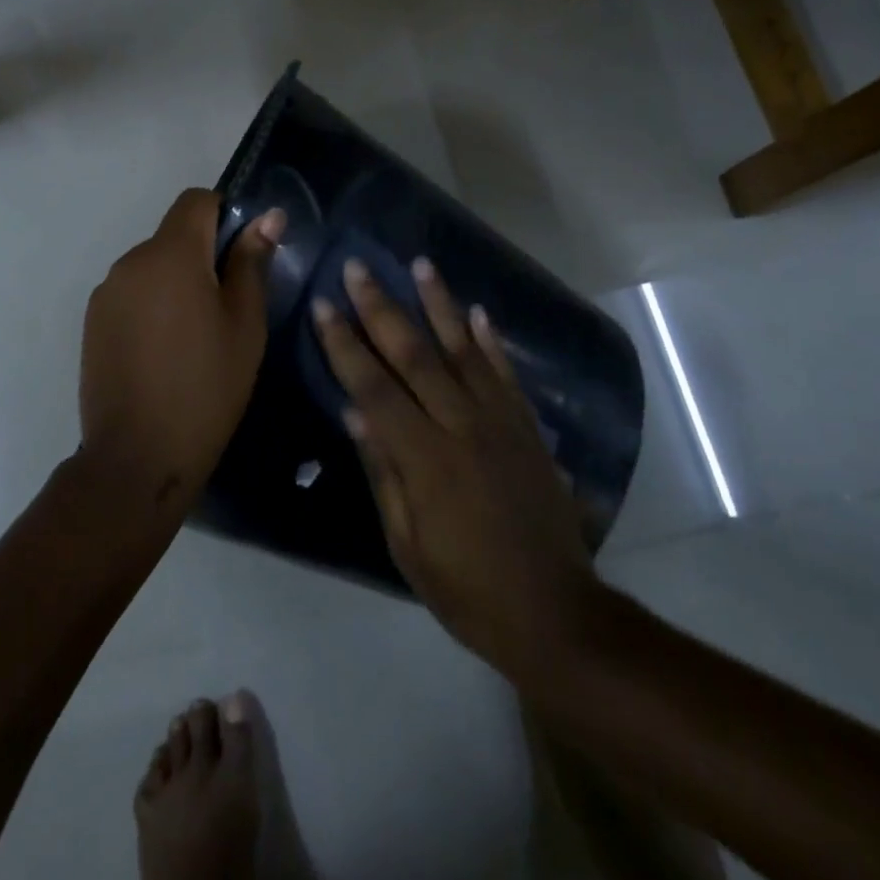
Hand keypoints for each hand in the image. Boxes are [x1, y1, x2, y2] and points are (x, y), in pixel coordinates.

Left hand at [80, 189, 284, 509]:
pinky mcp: (92, 321)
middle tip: (227, 308)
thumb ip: (251, 262)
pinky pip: (131, 292)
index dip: (225, 215)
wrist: (138, 456)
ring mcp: (106, 292)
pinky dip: (152, 304)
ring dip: (176, 282)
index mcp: (171, 254)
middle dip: (202, 255)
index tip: (242, 256)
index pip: (196, 201)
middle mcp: (130, 261)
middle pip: (174, 235)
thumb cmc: (206, 387)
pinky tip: (163, 351)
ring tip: (194, 337)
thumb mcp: (245, 324)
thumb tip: (268, 216)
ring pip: (152, 266)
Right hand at [312, 256, 598, 689]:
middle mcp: (462, 427)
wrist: (555, 614)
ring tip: (421, 264)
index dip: (345, 345)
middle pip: (415, 355)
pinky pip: (506, 375)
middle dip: (382, 308)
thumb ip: (383, 472)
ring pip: (464, 351)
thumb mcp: (408, 545)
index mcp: (425, 459)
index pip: (374, 387)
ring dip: (440, 304)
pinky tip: (477, 311)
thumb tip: (354, 411)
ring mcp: (501, 424)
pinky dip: (490, 341)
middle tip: (359, 267)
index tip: (324, 305)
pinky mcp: (528, 430)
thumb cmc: (467, 589)